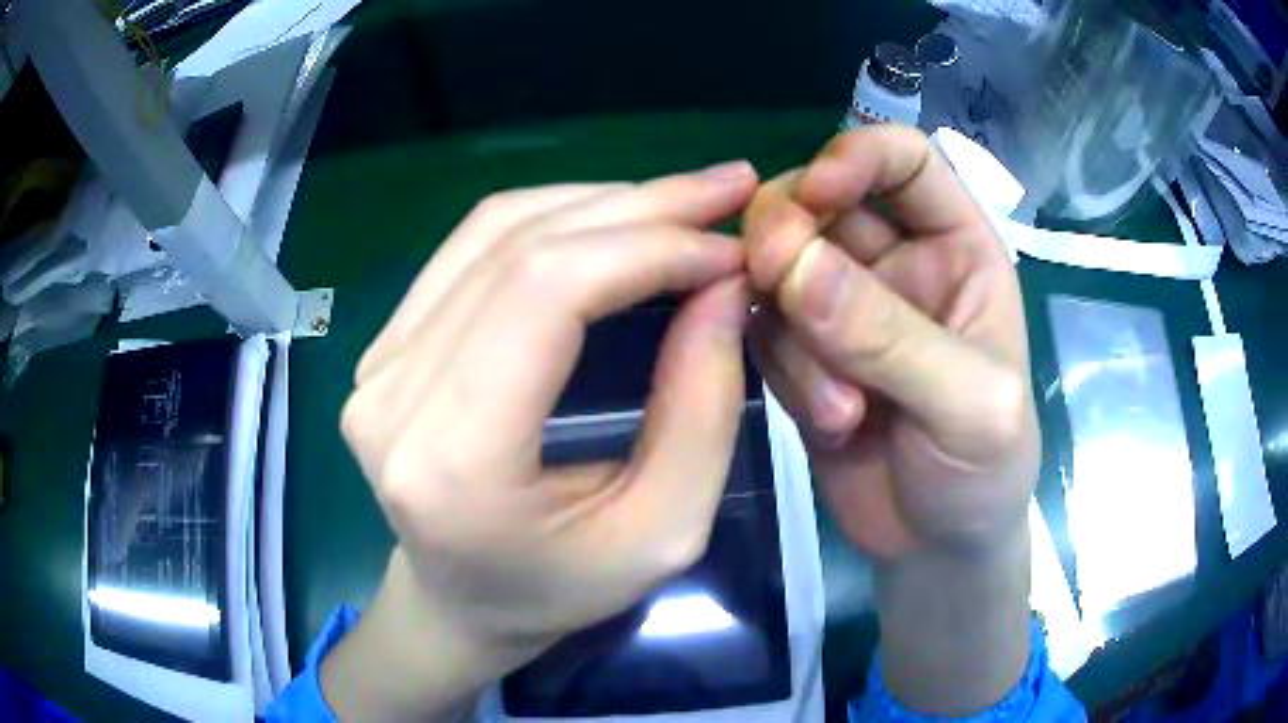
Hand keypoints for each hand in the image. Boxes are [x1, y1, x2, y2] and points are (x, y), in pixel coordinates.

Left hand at [328, 162, 758, 719]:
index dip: (648, 246)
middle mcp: (391, 395)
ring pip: (492, 231)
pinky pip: (470, 249)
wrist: (460, 603)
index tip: (729, 245)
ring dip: (598, 202)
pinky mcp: (384, 345)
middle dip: (638, 205)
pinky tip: (614, 222)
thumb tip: (721, 284)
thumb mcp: (665, 532)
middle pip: (518, 248)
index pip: (545, 292)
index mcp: (452, 459)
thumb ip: (702, 408)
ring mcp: (375, 362)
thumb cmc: (560, 591)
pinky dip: (554, 219)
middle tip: (724, 189)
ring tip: (680, 204)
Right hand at [745, 126, 1037, 559]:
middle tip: (775, 285)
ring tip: (842, 412)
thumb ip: (892, 337)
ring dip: (796, 335)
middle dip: (789, 236)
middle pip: (820, 201)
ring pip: (780, 269)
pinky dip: (782, 372)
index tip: (814, 195)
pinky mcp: (805, 355)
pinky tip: (830, 425)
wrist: (938, 547)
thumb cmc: (986, 471)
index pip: (903, 160)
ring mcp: (845, 308)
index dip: (856, 157)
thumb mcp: (968, 406)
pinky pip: (765, 330)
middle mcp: (897, 261)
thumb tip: (793, 265)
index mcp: (957, 247)